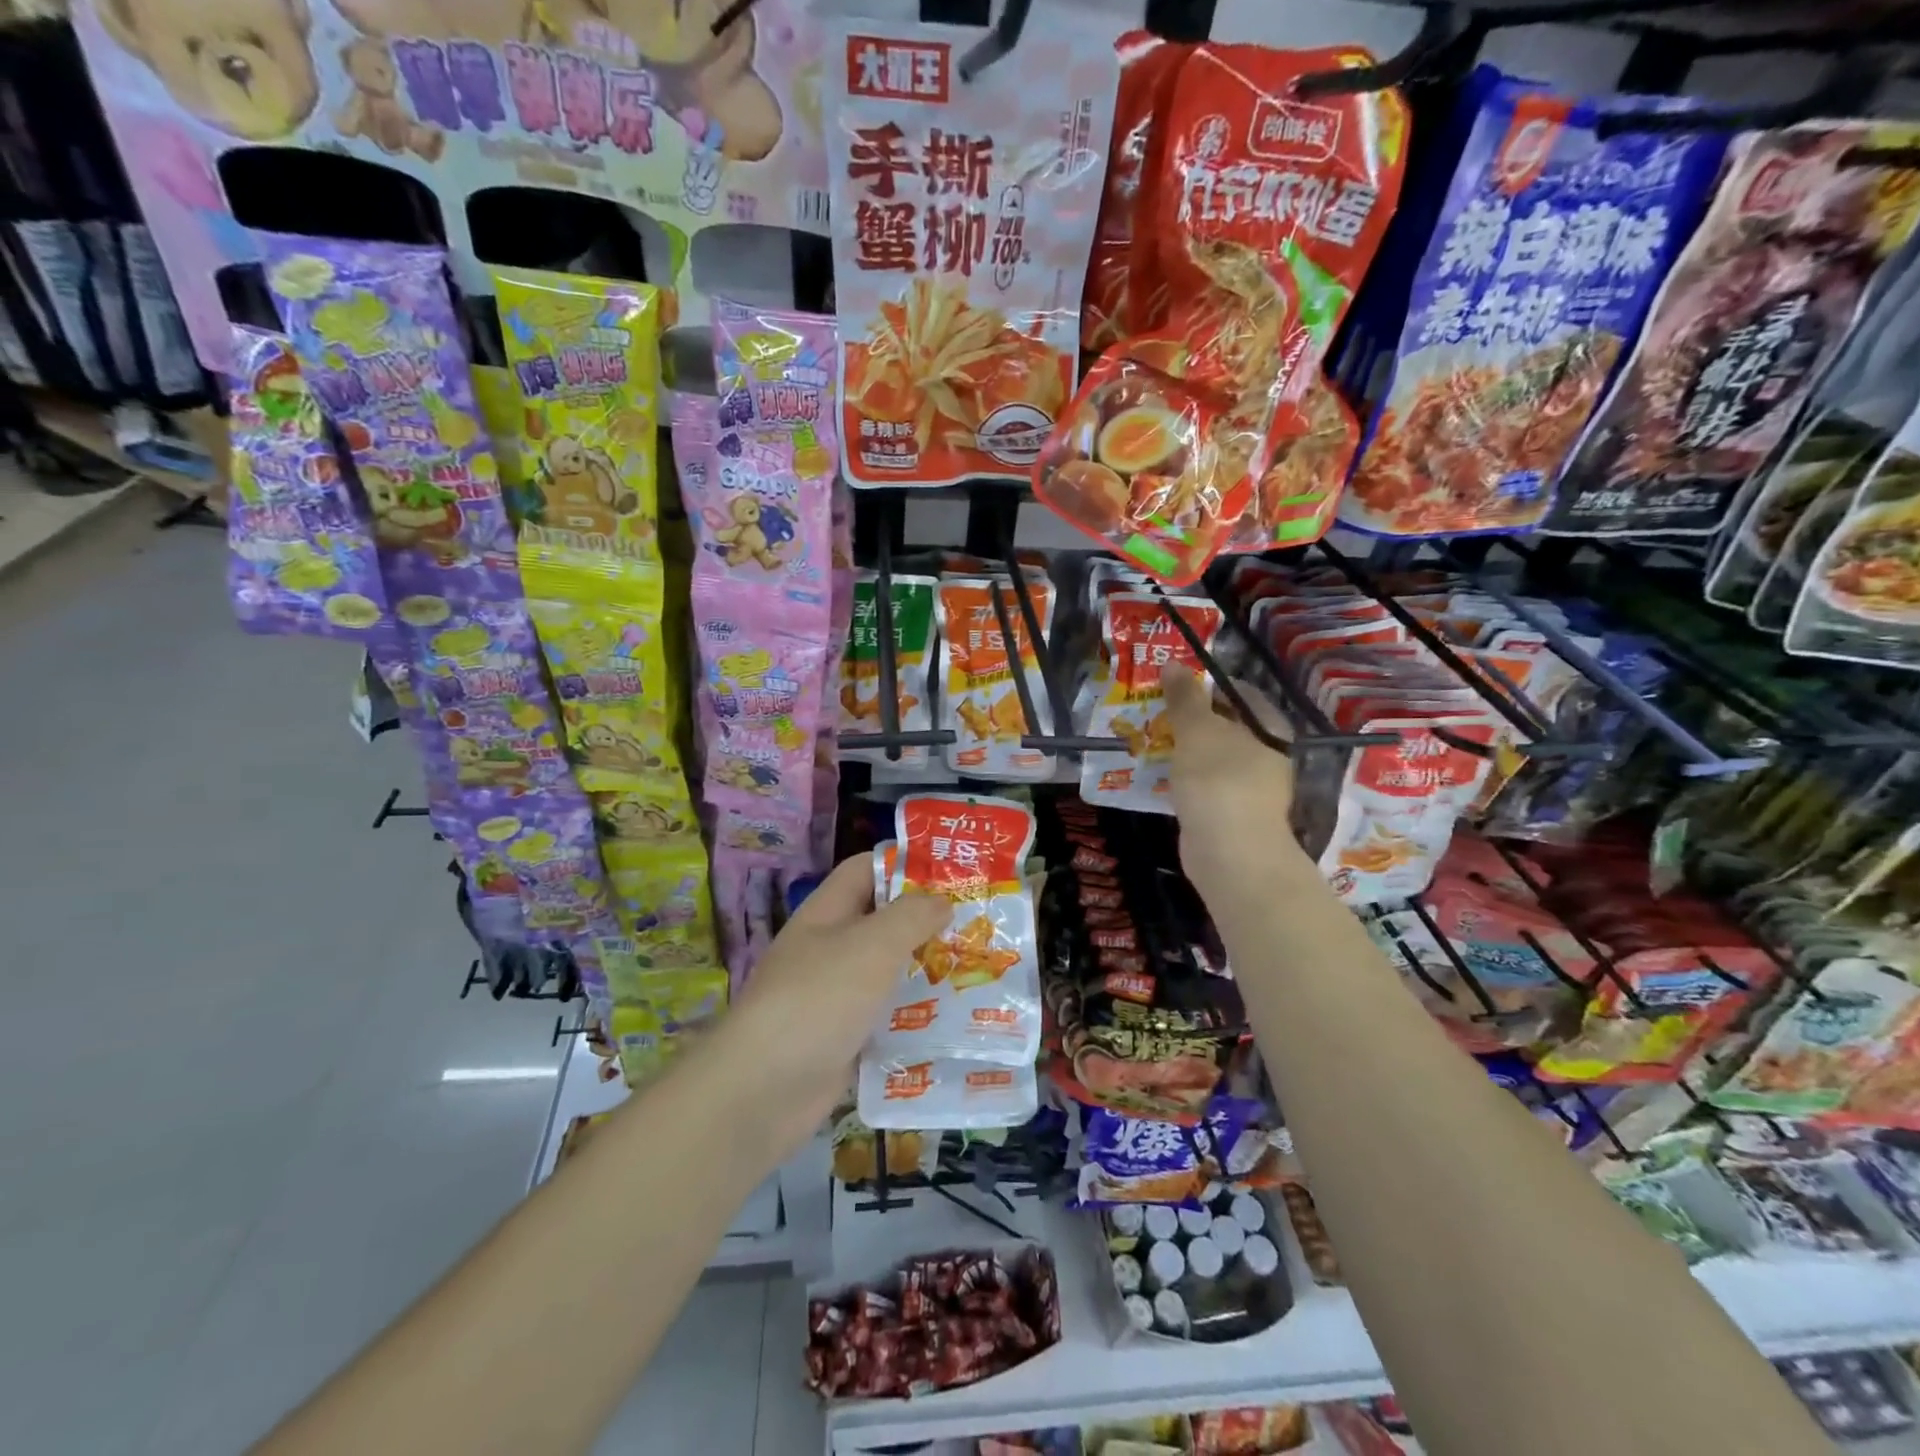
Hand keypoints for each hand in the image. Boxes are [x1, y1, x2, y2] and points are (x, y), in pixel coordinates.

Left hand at [721, 855, 949, 1155]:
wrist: (765, 1091)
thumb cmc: (820, 998)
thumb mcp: (872, 944)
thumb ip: (911, 916)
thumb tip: (940, 901)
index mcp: (827, 914)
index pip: (865, 870)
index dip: (904, 864)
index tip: (952, 873)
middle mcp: (829, 950)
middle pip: (882, 923)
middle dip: (927, 923)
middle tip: (979, 926)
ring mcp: (834, 998)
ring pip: (888, 974)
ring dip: (926, 974)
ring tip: (979, 972)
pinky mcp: (843, 1041)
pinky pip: (886, 1020)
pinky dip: (915, 1020)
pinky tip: (955, 1023)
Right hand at [1162, 668, 1302, 896]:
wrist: (1230, 852)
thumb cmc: (1219, 780)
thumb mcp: (1197, 730)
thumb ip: (1184, 697)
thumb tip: (1174, 664)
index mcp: (1269, 727)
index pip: (1238, 692)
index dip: (1205, 685)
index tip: (1170, 686)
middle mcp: (1266, 753)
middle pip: (1224, 724)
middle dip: (1188, 718)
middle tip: (1152, 711)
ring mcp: (1249, 785)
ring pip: (1211, 755)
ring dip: (1182, 748)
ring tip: (1148, 739)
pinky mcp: (1229, 812)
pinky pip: (1203, 784)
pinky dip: (1182, 777)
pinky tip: (1157, 775)